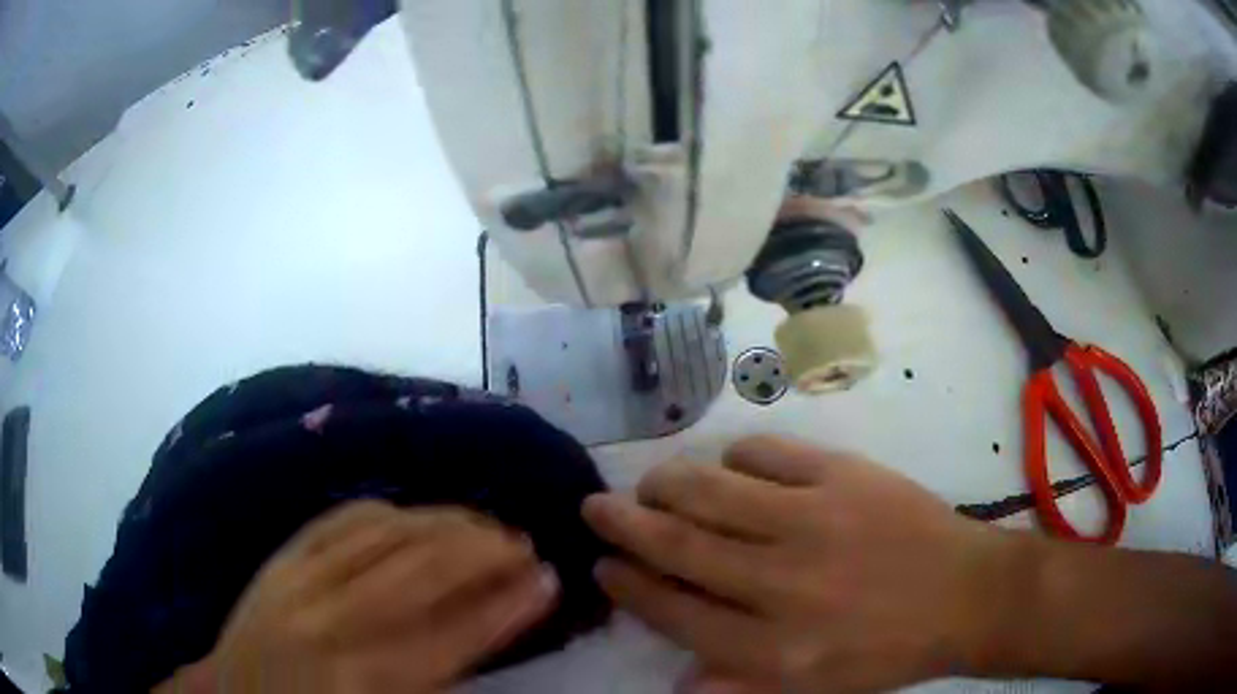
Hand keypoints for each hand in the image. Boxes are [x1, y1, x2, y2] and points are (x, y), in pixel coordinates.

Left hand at [157, 501, 558, 693]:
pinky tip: (414, 513)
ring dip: (441, 523)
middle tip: (523, 543)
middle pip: (417, 570)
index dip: (504, 606)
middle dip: (481, 551)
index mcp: (358, 678)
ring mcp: (296, 579)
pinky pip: (338, 519)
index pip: (449, 636)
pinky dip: (386, 511)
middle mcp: (327, 620)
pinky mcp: (279, 558)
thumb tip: (484, 633)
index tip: (548, 580)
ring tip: (482, 522)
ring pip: (381, 533)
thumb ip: (435, 680)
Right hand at [583, 436, 1014, 693]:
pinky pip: (764, 454)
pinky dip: (733, 458)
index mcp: (771, 648)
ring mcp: (812, 520)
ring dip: (665, 485)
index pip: (671, 611)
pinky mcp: (842, 475)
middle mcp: (780, 583)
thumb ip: (739, 688)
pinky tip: (729, 467)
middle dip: (623, 525)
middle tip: (595, 509)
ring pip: (708, 491)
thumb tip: (674, 684)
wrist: (967, 594)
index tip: (604, 567)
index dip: (628, 585)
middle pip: (676, 545)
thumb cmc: (888, 651)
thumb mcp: (813, 692)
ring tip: (648, 485)